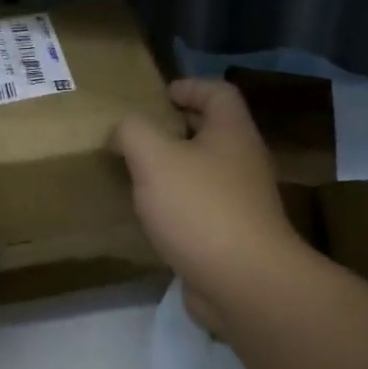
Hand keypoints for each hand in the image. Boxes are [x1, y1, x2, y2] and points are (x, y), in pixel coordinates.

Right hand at [112, 78, 305, 333]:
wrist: (244, 282)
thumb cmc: (200, 209)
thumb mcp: (154, 158)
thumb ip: (133, 132)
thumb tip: (123, 131)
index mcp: (232, 133)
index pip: (218, 92)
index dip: (189, 86)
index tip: (159, 95)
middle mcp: (244, 161)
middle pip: (213, 131)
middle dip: (176, 129)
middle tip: (138, 136)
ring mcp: (243, 201)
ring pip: (206, 172)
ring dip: (175, 169)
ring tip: (138, 176)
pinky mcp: (234, 235)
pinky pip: (202, 208)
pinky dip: (178, 205)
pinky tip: (153, 217)